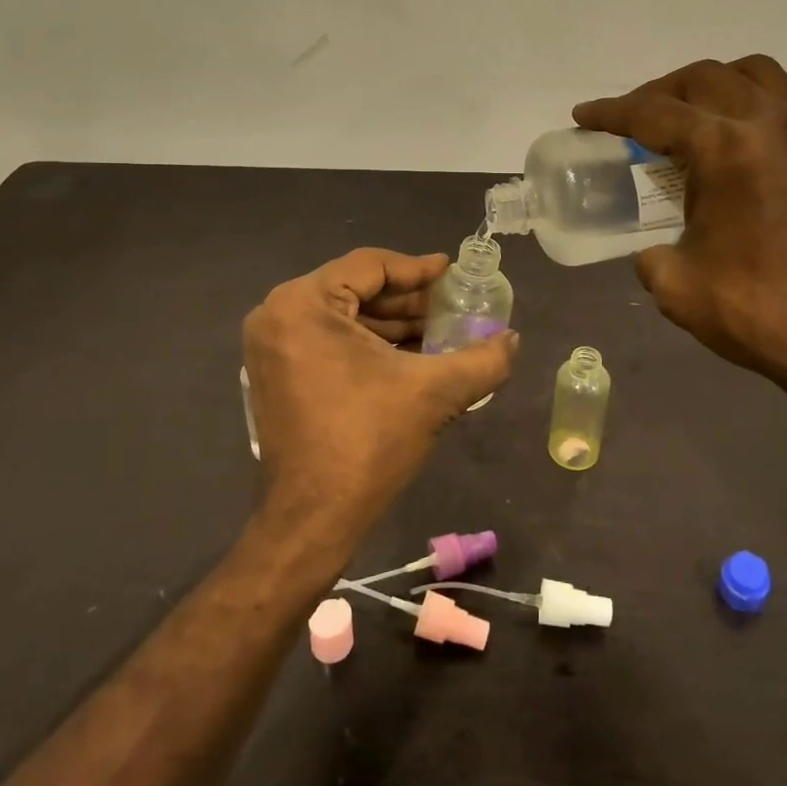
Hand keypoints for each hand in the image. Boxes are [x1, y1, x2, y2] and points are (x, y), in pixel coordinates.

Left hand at [242, 248, 518, 548]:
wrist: (313, 520)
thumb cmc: (368, 443)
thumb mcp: (434, 393)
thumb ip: (482, 359)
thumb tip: (513, 338)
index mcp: (303, 304)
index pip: (370, 266)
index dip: (417, 268)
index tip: (453, 272)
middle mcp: (278, 315)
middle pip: (355, 289)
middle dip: (408, 300)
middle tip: (453, 305)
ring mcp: (273, 347)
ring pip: (345, 316)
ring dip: (392, 324)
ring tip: (441, 331)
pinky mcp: (278, 374)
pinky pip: (330, 340)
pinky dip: (370, 344)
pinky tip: (412, 355)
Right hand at [573, 56, 786, 384]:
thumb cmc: (759, 314)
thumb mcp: (676, 286)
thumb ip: (651, 255)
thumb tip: (656, 250)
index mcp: (727, 149)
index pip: (654, 113)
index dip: (611, 112)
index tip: (584, 115)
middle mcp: (775, 125)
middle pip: (705, 78)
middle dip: (660, 92)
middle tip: (637, 119)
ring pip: (761, 77)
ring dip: (717, 87)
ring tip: (696, 117)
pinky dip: (762, 124)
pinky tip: (755, 166)